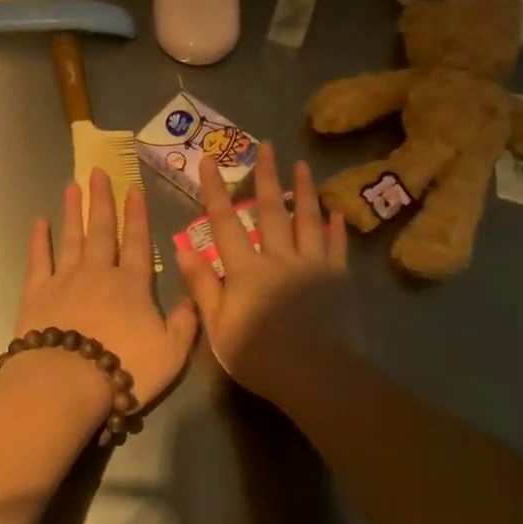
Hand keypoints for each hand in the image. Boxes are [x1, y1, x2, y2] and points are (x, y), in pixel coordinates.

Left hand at [14, 168, 200, 437]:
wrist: (68, 382)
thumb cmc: (125, 368)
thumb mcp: (172, 353)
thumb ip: (184, 323)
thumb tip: (192, 299)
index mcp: (133, 285)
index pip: (139, 242)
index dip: (138, 215)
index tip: (134, 189)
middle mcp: (100, 273)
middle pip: (103, 230)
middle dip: (102, 200)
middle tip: (98, 171)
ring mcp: (65, 279)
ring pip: (72, 237)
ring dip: (73, 211)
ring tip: (73, 186)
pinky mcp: (37, 293)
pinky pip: (39, 260)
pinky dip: (39, 240)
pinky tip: (39, 222)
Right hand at [175, 143, 347, 402]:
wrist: (317, 376)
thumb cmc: (260, 356)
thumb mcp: (218, 326)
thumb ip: (203, 286)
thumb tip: (184, 249)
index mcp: (246, 270)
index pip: (225, 222)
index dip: (215, 190)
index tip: (209, 161)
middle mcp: (279, 258)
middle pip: (271, 211)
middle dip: (266, 176)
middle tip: (266, 146)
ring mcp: (312, 266)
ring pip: (307, 220)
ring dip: (304, 191)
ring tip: (302, 166)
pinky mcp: (338, 279)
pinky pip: (337, 247)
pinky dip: (336, 227)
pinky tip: (336, 211)